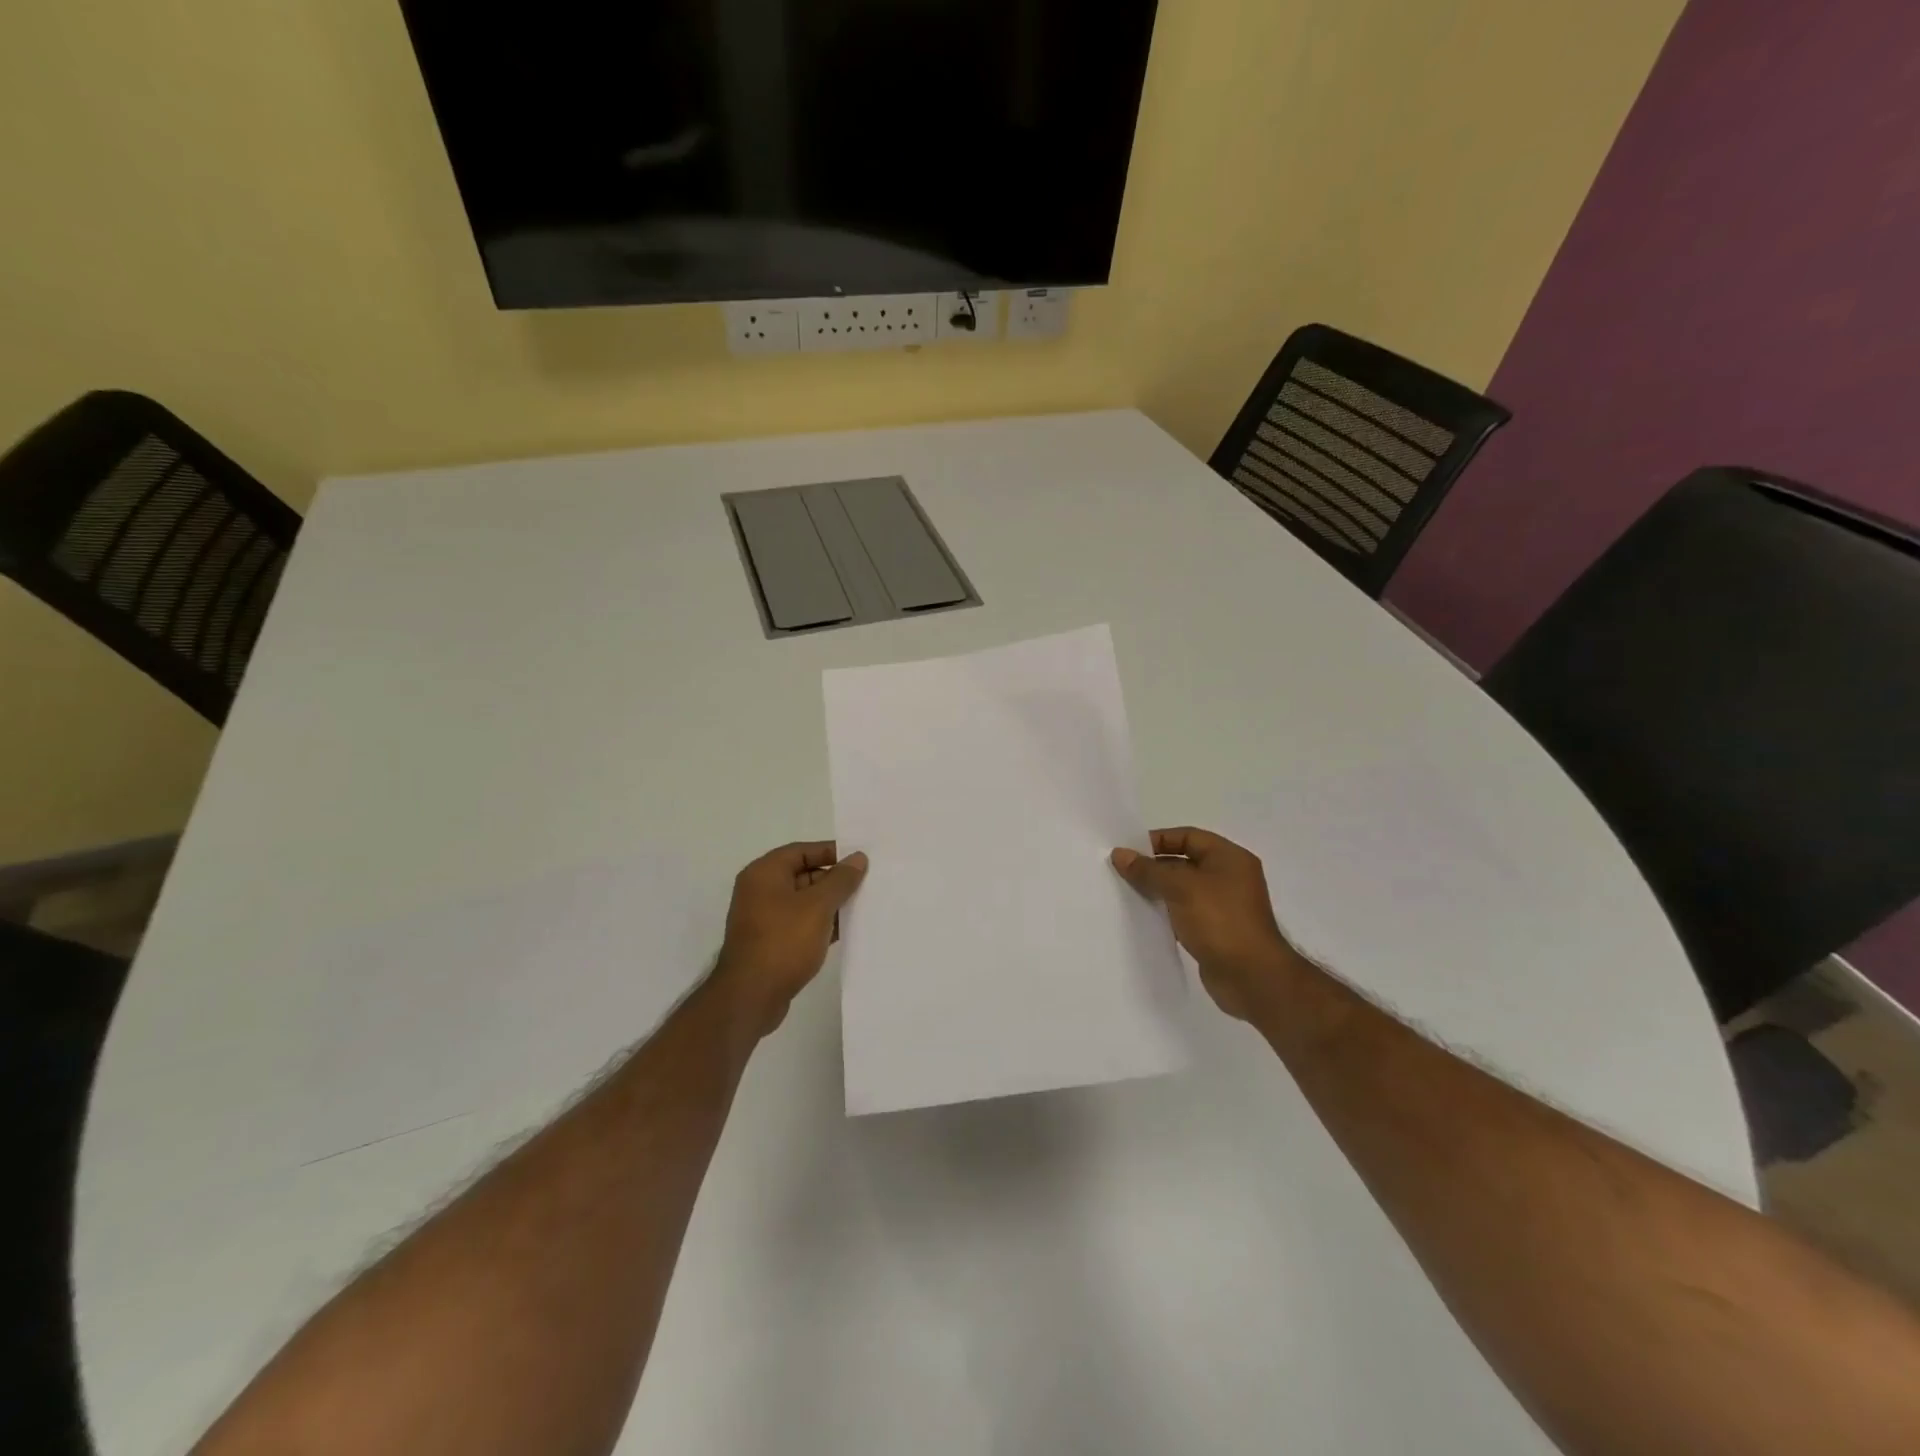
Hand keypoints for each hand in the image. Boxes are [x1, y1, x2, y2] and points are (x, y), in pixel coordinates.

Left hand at [713, 841, 867, 1040]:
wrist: (751, 997)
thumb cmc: (784, 942)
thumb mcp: (818, 906)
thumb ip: (840, 879)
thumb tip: (858, 858)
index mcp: (764, 873)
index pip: (801, 851)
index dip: (831, 852)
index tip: (860, 860)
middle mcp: (760, 891)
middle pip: (803, 874)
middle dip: (834, 880)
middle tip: (866, 885)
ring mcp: (763, 918)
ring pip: (804, 901)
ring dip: (830, 904)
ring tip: (862, 907)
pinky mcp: (770, 942)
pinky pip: (800, 924)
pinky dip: (820, 924)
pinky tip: (845, 931)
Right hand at [1111, 827, 1299, 1020]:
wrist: (1251, 977)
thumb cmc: (1220, 921)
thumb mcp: (1180, 888)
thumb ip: (1149, 870)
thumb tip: (1120, 854)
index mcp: (1229, 858)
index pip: (1188, 836)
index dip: (1158, 840)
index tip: (1129, 851)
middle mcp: (1230, 877)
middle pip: (1185, 861)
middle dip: (1155, 865)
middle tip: (1122, 872)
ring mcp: (1224, 906)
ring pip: (1184, 889)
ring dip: (1159, 890)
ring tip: (1127, 892)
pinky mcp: (1216, 931)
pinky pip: (1186, 912)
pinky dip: (1167, 912)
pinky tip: (1145, 917)